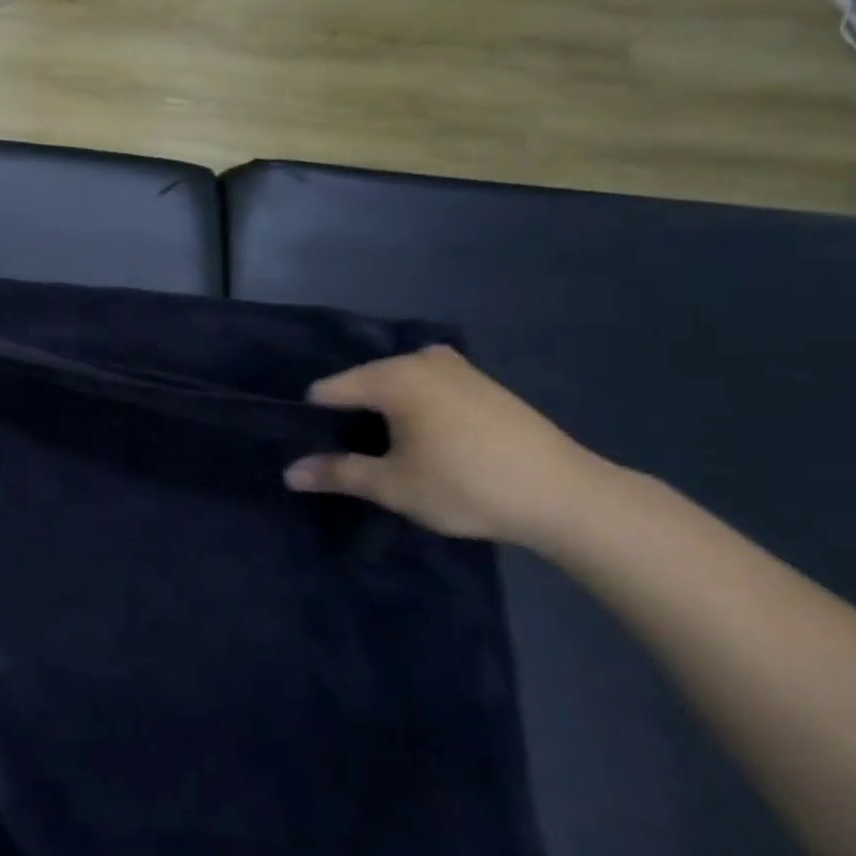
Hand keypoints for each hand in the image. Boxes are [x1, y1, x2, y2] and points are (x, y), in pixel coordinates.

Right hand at [283, 345, 601, 544]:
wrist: (566, 496)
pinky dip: (415, 410)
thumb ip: (337, 473)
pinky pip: (427, 388)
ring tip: (388, 454)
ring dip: (383, 415)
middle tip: (352, 459)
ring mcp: (456, 367)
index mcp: (393, 376)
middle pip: (362, 384)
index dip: (315, 422)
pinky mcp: (481, 383)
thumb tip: (288, 473)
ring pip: (396, 386)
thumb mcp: (393, 485)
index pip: (328, 390)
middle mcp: (420, 359)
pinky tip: (427, 443)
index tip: (316, 452)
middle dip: (350, 418)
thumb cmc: (467, 485)